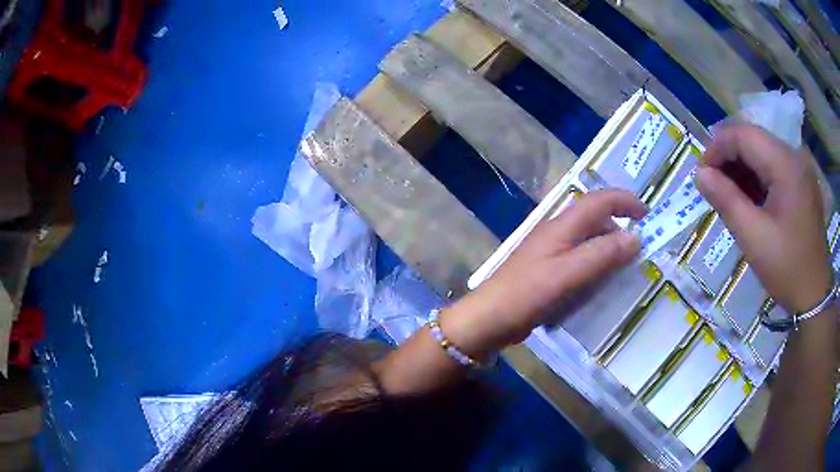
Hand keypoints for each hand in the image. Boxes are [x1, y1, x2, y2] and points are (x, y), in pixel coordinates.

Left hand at [440, 190, 644, 358]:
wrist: (490, 318)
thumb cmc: (529, 293)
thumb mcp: (570, 273)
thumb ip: (603, 254)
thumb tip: (635, 237)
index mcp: (563, 225)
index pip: (599, 199)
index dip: (625, 200)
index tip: (646, 214)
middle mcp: (557, 231)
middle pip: (595, 218)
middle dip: (619, 226)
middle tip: (639, 249)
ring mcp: (550, 250)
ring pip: (587, 239)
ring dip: (608, 247)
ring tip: (624, 267)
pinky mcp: (547, 269)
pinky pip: (578, 258)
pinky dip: (595, 263)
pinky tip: (599, 282)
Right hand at [695, 124, 832, 312]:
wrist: (814, 294)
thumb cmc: (786, 267)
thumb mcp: (753, 237)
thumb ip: (726, 200)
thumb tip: (699, 174)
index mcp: (785, 164)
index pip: (743, 135)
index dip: (718, 147)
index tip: (702, 174)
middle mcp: (794, 156)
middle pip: (754, 139)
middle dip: (729, 157)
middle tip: (712, 185)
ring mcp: (800, 169)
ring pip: (763, 152)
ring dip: (742, 168)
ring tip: (729, 194)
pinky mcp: (801, 182)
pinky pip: (774, 167)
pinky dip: (757, 178)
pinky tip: (750, 199)